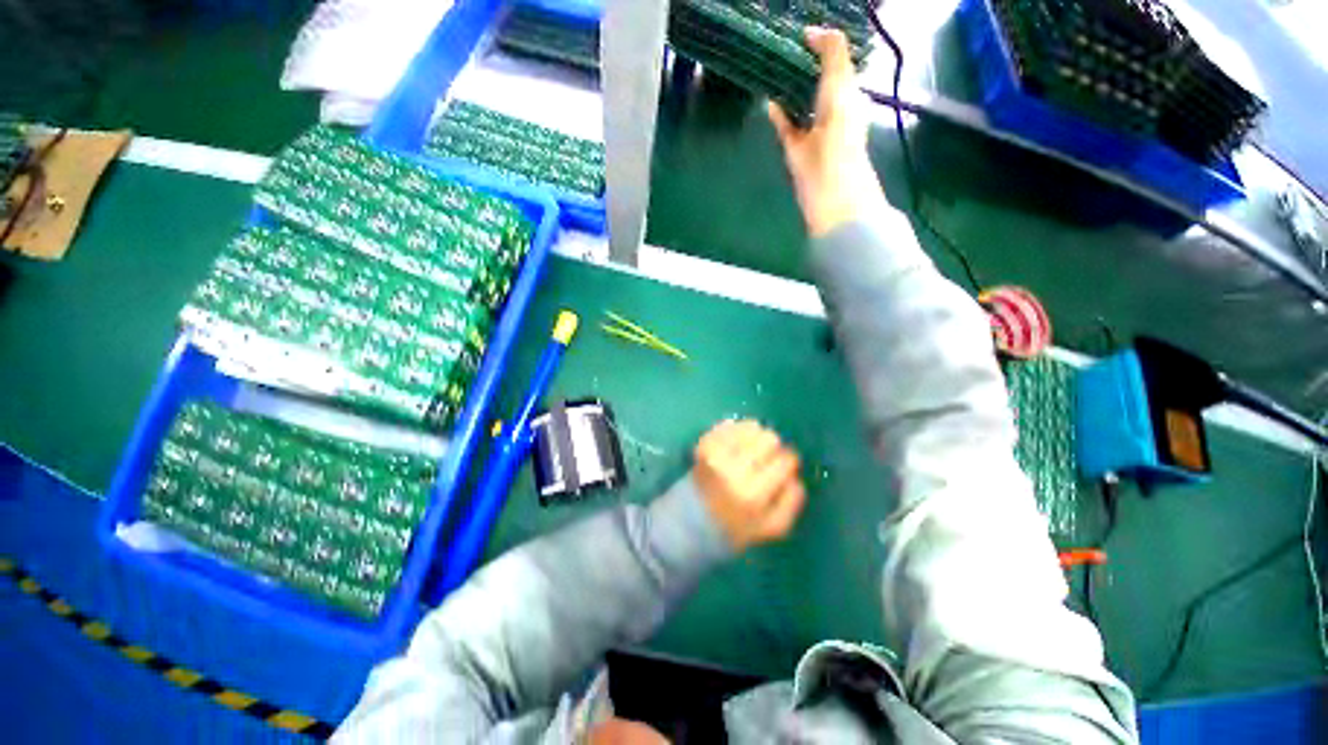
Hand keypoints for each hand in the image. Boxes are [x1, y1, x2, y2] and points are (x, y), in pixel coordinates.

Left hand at [693, 420, 806, 550]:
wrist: (689, 521)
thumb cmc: (732, 527)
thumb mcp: (769, 528)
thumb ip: (790, 504)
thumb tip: (796, 477)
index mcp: (754, 494)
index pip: (786, 461)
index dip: (788, 461)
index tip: (783, 466)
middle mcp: (734, 471)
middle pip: (770, 438)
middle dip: (772, 447)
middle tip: (765, 457)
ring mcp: (716, 455)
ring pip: (750, 427)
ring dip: (755, 435)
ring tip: (749, 449)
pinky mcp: (703, 446)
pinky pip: (729, 425)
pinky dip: (736, 430)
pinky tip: (735, 441)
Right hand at [768, 28, 885, 236]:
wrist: (829, 186)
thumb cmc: (840, 134)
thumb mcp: (841, 85)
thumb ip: (833, 53)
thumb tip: (815, 31)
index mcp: (846, 91)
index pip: (835, 60)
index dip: (820, 45)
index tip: (798, 35)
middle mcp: (829, 108)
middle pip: (814, 79)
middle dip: (800, 63)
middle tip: (778, 46)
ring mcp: (810, 129)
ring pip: (798, 100)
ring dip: (786, 86)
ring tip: (770, 66)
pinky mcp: (795, 148)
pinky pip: (785, 124)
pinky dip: (777, 112)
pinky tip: (767, 100)